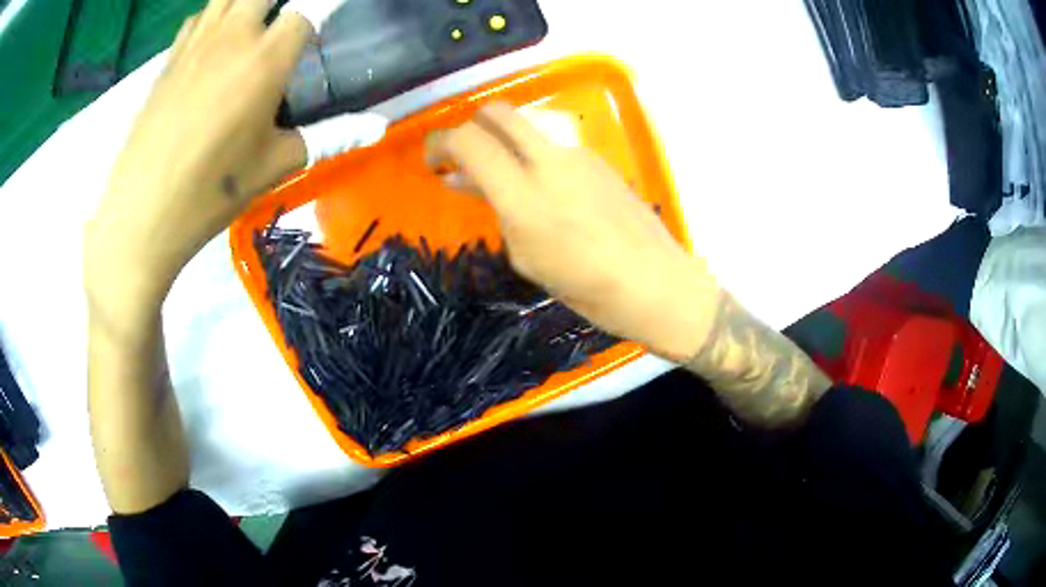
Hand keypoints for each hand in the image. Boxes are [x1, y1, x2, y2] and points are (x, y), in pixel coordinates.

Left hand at [85, 0, 311, 308]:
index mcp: (266, 59)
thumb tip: (375, 127)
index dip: (321, 15)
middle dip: (280, 5)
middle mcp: (233, 36)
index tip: (320, 31)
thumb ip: (328, 135)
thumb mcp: (275, 165)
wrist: (142, 213)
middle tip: (282, 31)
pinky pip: (199, 17)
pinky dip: (214, 16)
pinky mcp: (170, 60)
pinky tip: (215, 40)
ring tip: (252, 25)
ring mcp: (197, 44)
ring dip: (247, 4)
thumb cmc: (211, 191)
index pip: (309, 10)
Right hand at [427, 103, 721, 359]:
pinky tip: (542, 190)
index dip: (440, 142)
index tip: (433, 159)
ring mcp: (577, 156)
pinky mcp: (598, 160)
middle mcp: (549, 161)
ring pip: (528, 128)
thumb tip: (467, 181)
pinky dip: (535, 158)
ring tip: (502, 179)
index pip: (468, 140)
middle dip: (471, 124)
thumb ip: (496, 210)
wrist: (655, 282)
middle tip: (464, 154)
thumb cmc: (586, 287)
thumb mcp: (527, 257)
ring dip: (505, 143)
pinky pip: (553, 147)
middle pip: (498, 112)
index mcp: (522, 194)